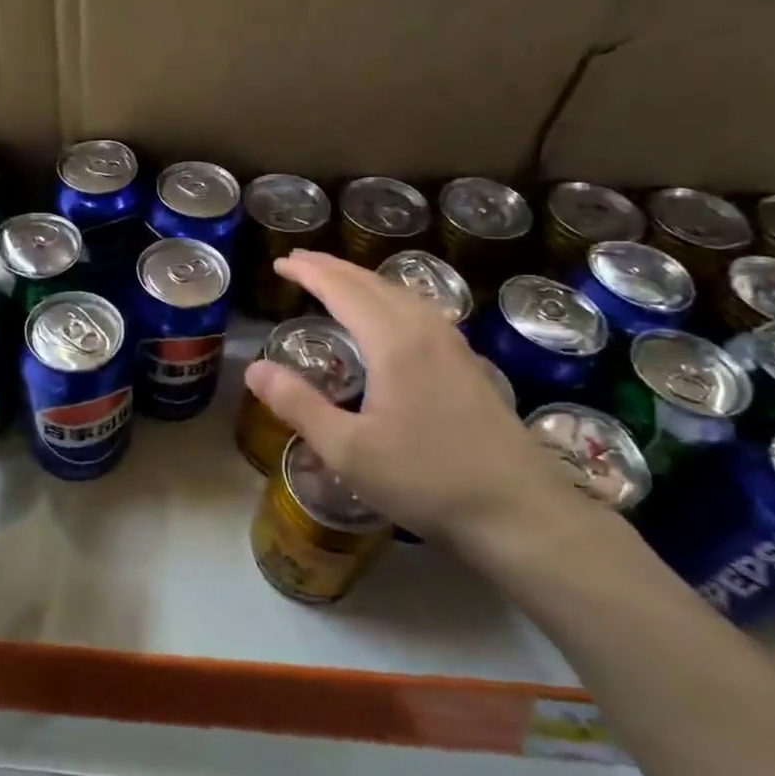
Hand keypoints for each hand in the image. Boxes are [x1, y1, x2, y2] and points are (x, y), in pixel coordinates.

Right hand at [243, 251, 574, 546]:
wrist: (520, 513)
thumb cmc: (427, 481)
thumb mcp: (347, 450)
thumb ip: (297, 405)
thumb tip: (254, 368)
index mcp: (394, 343)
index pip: (343, 290)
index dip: (309, 273)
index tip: (280, 262)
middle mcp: (426, 331)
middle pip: (374, 284)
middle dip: (333, 268)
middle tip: (299, 261)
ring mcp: (455, 347)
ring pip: (402, 294)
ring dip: (363, 280)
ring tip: (337, 280)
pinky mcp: (469, 366)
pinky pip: (420, 311)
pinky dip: (390, 298)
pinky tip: (390, 317)